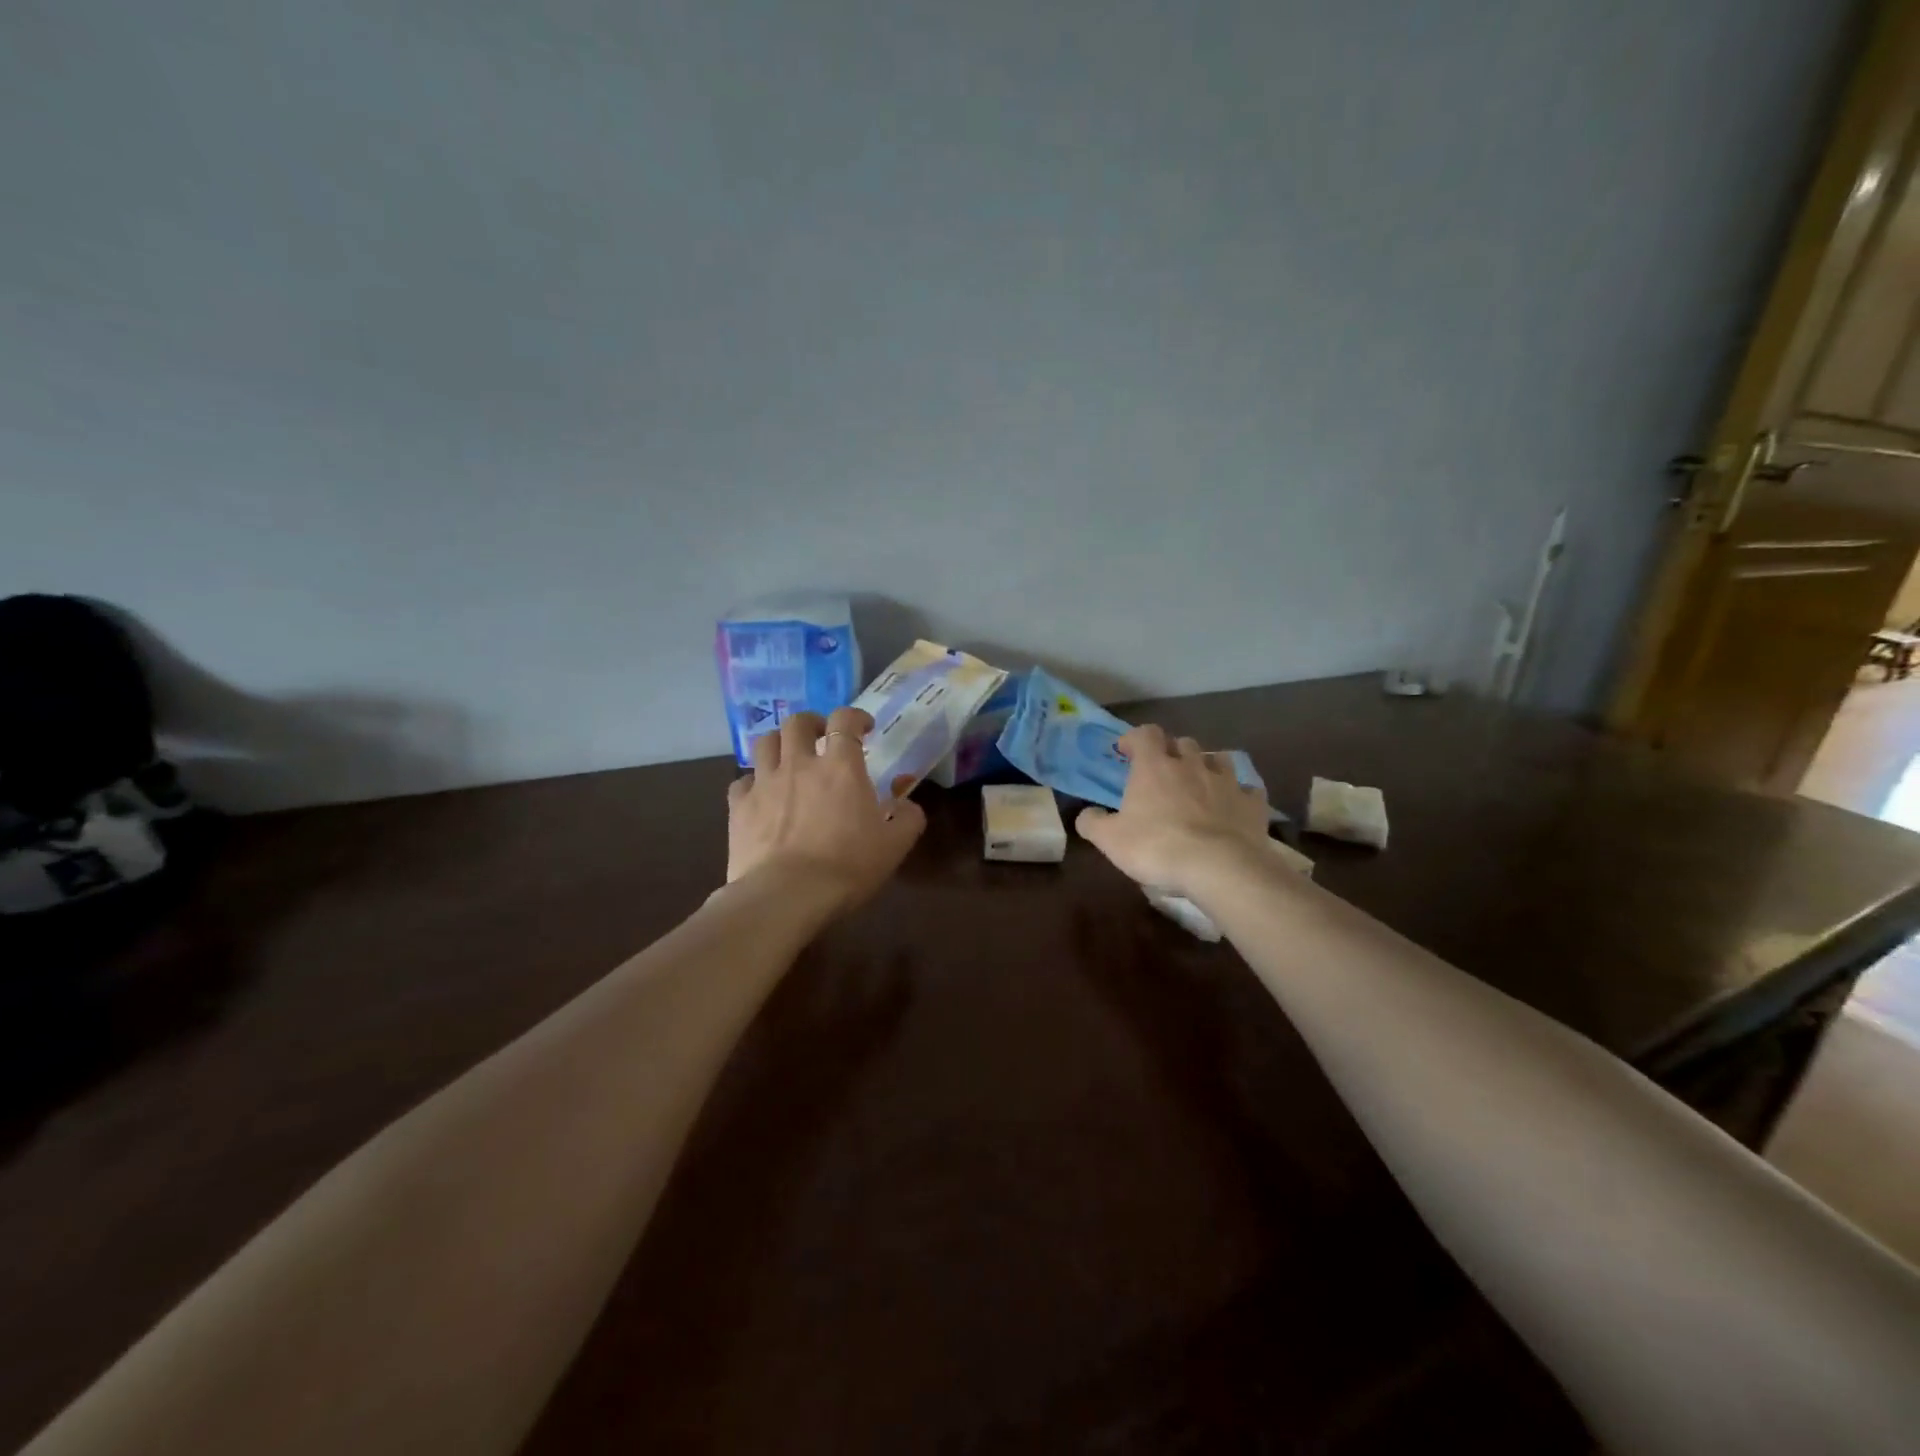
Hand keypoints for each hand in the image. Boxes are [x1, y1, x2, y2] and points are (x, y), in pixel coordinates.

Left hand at [727, 707, 925, 913]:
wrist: (786, 896)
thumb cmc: (847, 867)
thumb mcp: (894, 846)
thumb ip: (907, 818)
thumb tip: (907, 804)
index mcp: (840, 767)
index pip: (844, 720)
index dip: (855, 717)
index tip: (864, 728)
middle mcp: (799, 764)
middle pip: (797, 722)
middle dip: (812, 723)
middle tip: (822, 737)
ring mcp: (764, 783)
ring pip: (765, 742)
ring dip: (779, 743)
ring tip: (788, 758)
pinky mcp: (739, 807)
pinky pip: (742, 781)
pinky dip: (753, 782)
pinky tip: (761, 795)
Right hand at [1075, 725, 1270, 897]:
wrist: (1219, 867)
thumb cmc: (1156, 847)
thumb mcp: (1110, 840)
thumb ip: (1093, 822)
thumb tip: (1087, 815)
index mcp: (1154, 767)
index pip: (1145, 734)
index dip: (1134, 738)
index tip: (1126, 751)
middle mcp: (1191, 764)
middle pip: (1183, 742)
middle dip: (1172, 751)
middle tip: (1163, 771)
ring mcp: (1226, 781)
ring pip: (1218, 759)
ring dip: (1207, 766)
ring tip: (1200, 783)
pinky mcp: (1252, 803)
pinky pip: (1247, 789)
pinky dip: (1239, 794)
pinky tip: (1233, 807)